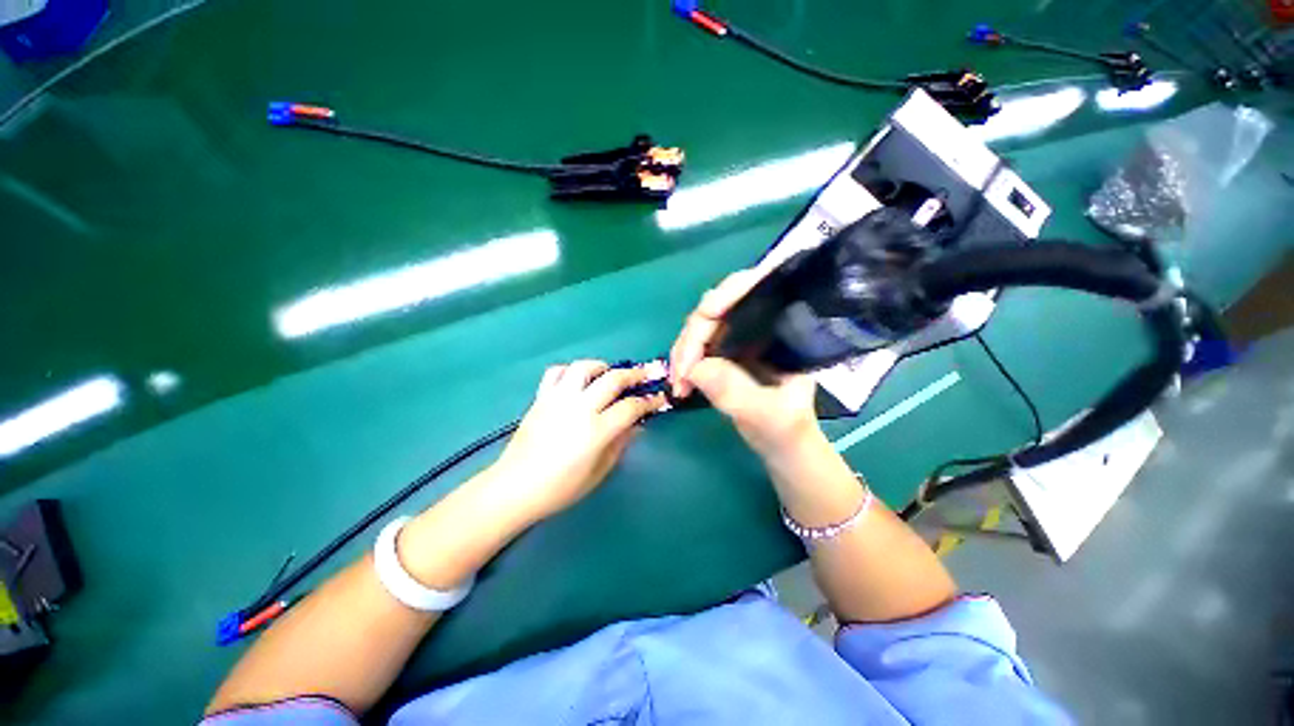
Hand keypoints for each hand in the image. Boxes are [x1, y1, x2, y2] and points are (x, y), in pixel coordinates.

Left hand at [489, 360, 667, 522]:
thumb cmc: (561, 487)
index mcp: (597, 430)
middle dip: (634, 375)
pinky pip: (555, 372)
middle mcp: (579, 408)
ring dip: (602, 366)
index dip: (650, 401)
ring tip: (609, 374)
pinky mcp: (541, 397)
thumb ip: (620, 444)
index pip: (631, 407)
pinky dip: (569, 371)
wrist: (515, 487)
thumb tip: (637, 426)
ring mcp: (558, 399)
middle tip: (644, 376)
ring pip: (584, 367)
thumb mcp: (599, 472)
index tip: (659, 398)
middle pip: (613, 379)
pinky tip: (576, 380)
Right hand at [668, 270, 822, 460]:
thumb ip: (735, 391)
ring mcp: (738, 337)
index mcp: (781, 326)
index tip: (702, 326)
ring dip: (682, 353)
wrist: (783, 444)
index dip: (722, 298)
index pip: (750, 290)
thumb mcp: (769, 414)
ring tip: (678, 384)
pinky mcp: (723, 352)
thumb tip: (695, 368)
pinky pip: (695, 346)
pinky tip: (680, 383)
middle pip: (715, 309)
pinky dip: (683, 362)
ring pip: (700, 328)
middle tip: (681, 374)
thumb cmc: (788, 430)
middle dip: (692, 339)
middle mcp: (758, 323)